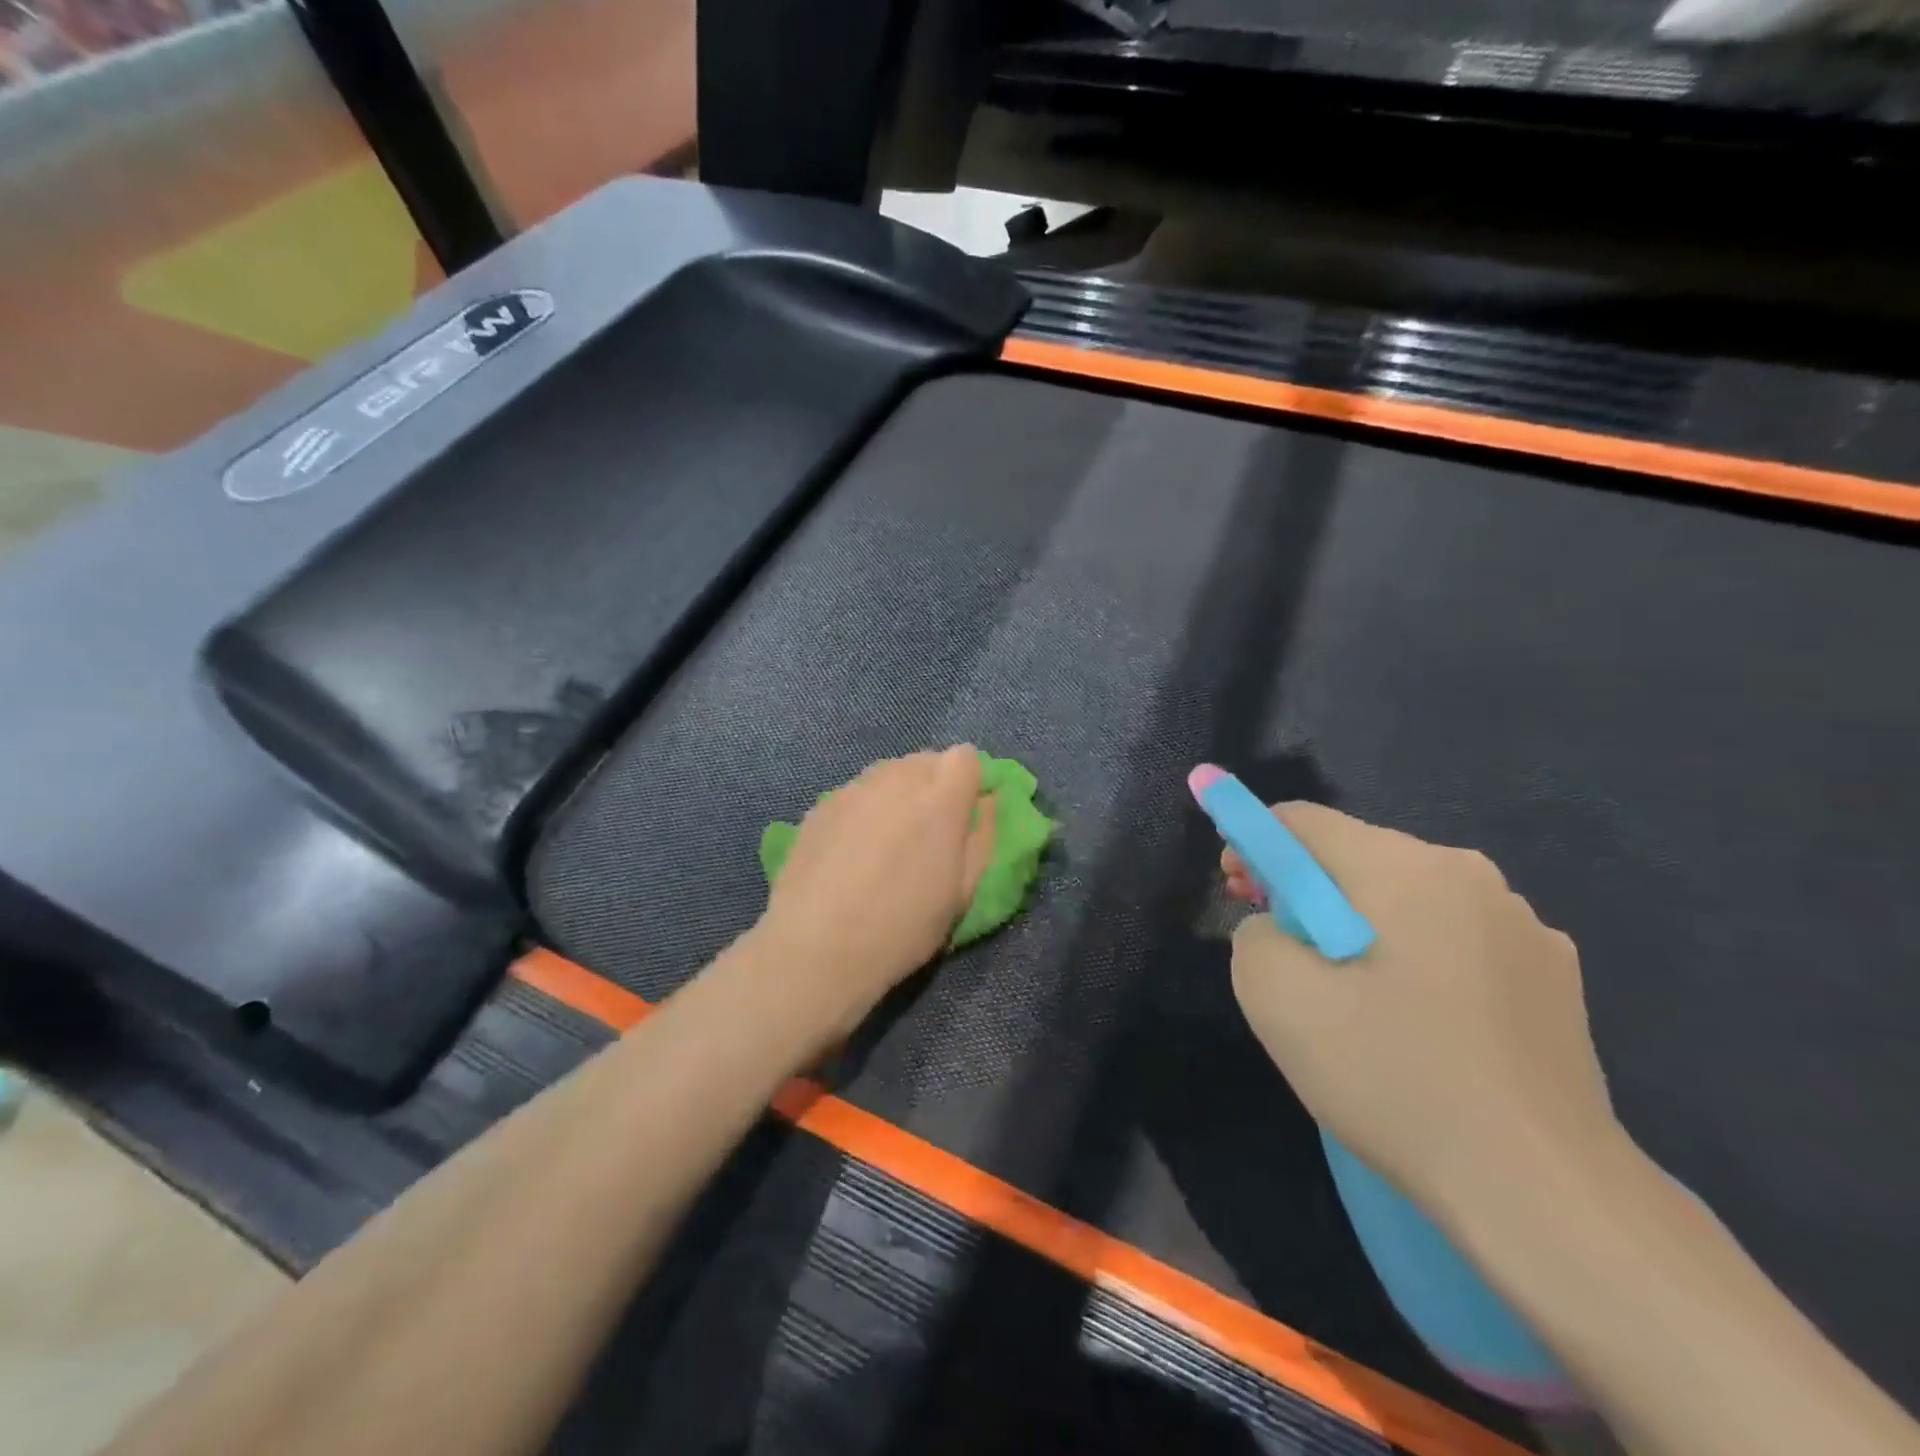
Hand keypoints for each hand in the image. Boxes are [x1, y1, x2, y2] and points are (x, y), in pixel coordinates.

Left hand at [755, 747, 996, 1038]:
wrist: (816, 946)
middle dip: (934, 784)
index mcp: (940, 798)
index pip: (965, 756)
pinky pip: (856, 792)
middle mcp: (896, 779)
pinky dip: (864, 808)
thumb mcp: (962, 892)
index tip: (964, 815)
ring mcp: (854, 788)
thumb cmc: (902, 926)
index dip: (968, 781)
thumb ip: (983, 837)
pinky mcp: (821, 805)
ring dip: (898, 793)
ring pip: (888, 772)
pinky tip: (851, 850)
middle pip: (926, 760)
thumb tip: (988, 801)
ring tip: (888, 839)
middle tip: (928, 830)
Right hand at [1222, 802, 1621, 1208]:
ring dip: (1363, 925)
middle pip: (1356, 855)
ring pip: (1408, 898)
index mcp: (1404, 867)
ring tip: (1354, 999)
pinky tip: (1421, 1023)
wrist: (1542, 1190)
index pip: (1302, 821)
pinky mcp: (1556, 975)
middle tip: (1286, 955)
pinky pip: (1457, 938)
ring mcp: (1524, 924)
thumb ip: (1253, 933)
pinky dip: (1419, 957)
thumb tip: (1279, 927)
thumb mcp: (1275, 996)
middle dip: (1307, 891)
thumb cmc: (1392, 1077)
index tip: (1240, 896)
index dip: (1255, 846)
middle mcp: (1470, 874)